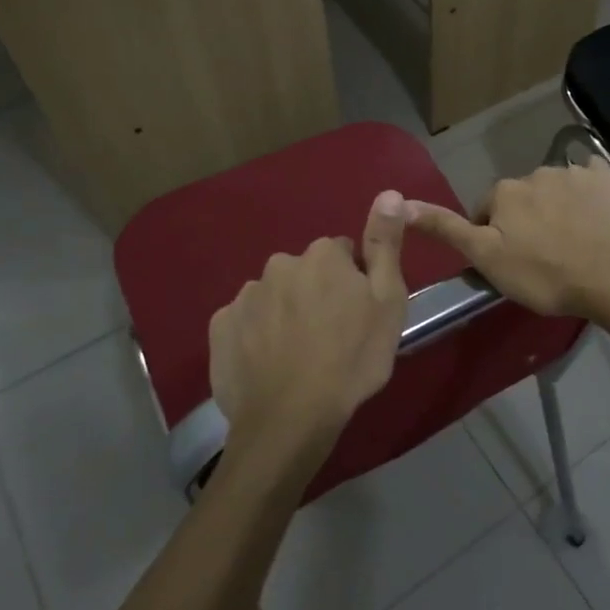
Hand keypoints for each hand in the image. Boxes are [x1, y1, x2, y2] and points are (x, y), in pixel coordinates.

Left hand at [209, 191, 408, 463]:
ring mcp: (244, 296)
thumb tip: (389, 192)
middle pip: (305, 273)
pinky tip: (268, 364)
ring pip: (274, 297)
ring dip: (285, 314)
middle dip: (316, 294)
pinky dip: (255, 336)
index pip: (342, 255)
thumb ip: (385, 243)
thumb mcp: (388, 300)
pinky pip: (244, 322)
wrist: (292, 417)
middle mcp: (279, 264)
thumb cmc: (352, 358)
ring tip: (298, 356)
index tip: (357, 313)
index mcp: (322, 256)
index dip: (353, 282)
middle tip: (330, 337)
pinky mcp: (219, 328)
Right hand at [405, 159, 609, 317]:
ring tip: (572, 243)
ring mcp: (574, 172)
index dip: (493, 236)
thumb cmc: (543, 273)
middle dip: (525, 220)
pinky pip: (591, 178)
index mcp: (504, 191)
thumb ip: (446, 228)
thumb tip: (400, 202)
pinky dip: (589, 193)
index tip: (509, 262)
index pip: (487, 211)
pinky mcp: (607, 178)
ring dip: (556, 209)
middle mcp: (535, 172)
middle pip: (522, 199)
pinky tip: (595, 216)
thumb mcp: (486, 258)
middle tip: (541, 256)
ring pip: (555, 190)